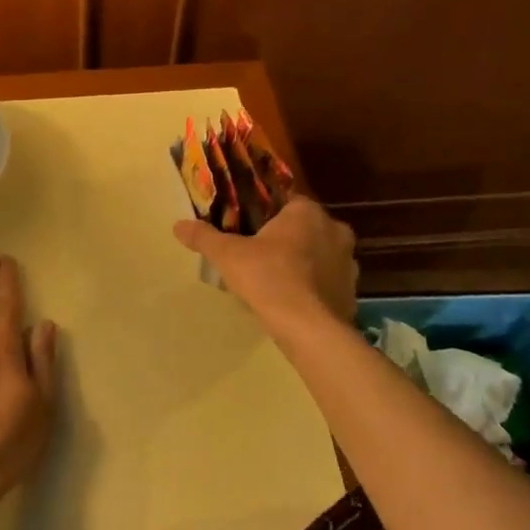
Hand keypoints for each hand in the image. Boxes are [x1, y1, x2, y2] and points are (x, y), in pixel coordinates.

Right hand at [172, 196, 358, 333]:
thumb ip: (204, 237)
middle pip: (306, 228)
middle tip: (260, 255)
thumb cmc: (268, 278)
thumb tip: (178, 225)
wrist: (308, 328)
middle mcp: (335, 230)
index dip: (268, 213)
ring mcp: (349, 263)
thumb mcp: (227, 255)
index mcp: (307, 212)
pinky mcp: (352, 292)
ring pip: (320, 255)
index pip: (288, 201)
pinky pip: (328, 282)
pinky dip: (313, 288)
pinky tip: (293, 301)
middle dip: (286, 238)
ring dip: (303, 263)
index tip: (251, 228)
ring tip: (275, 281)